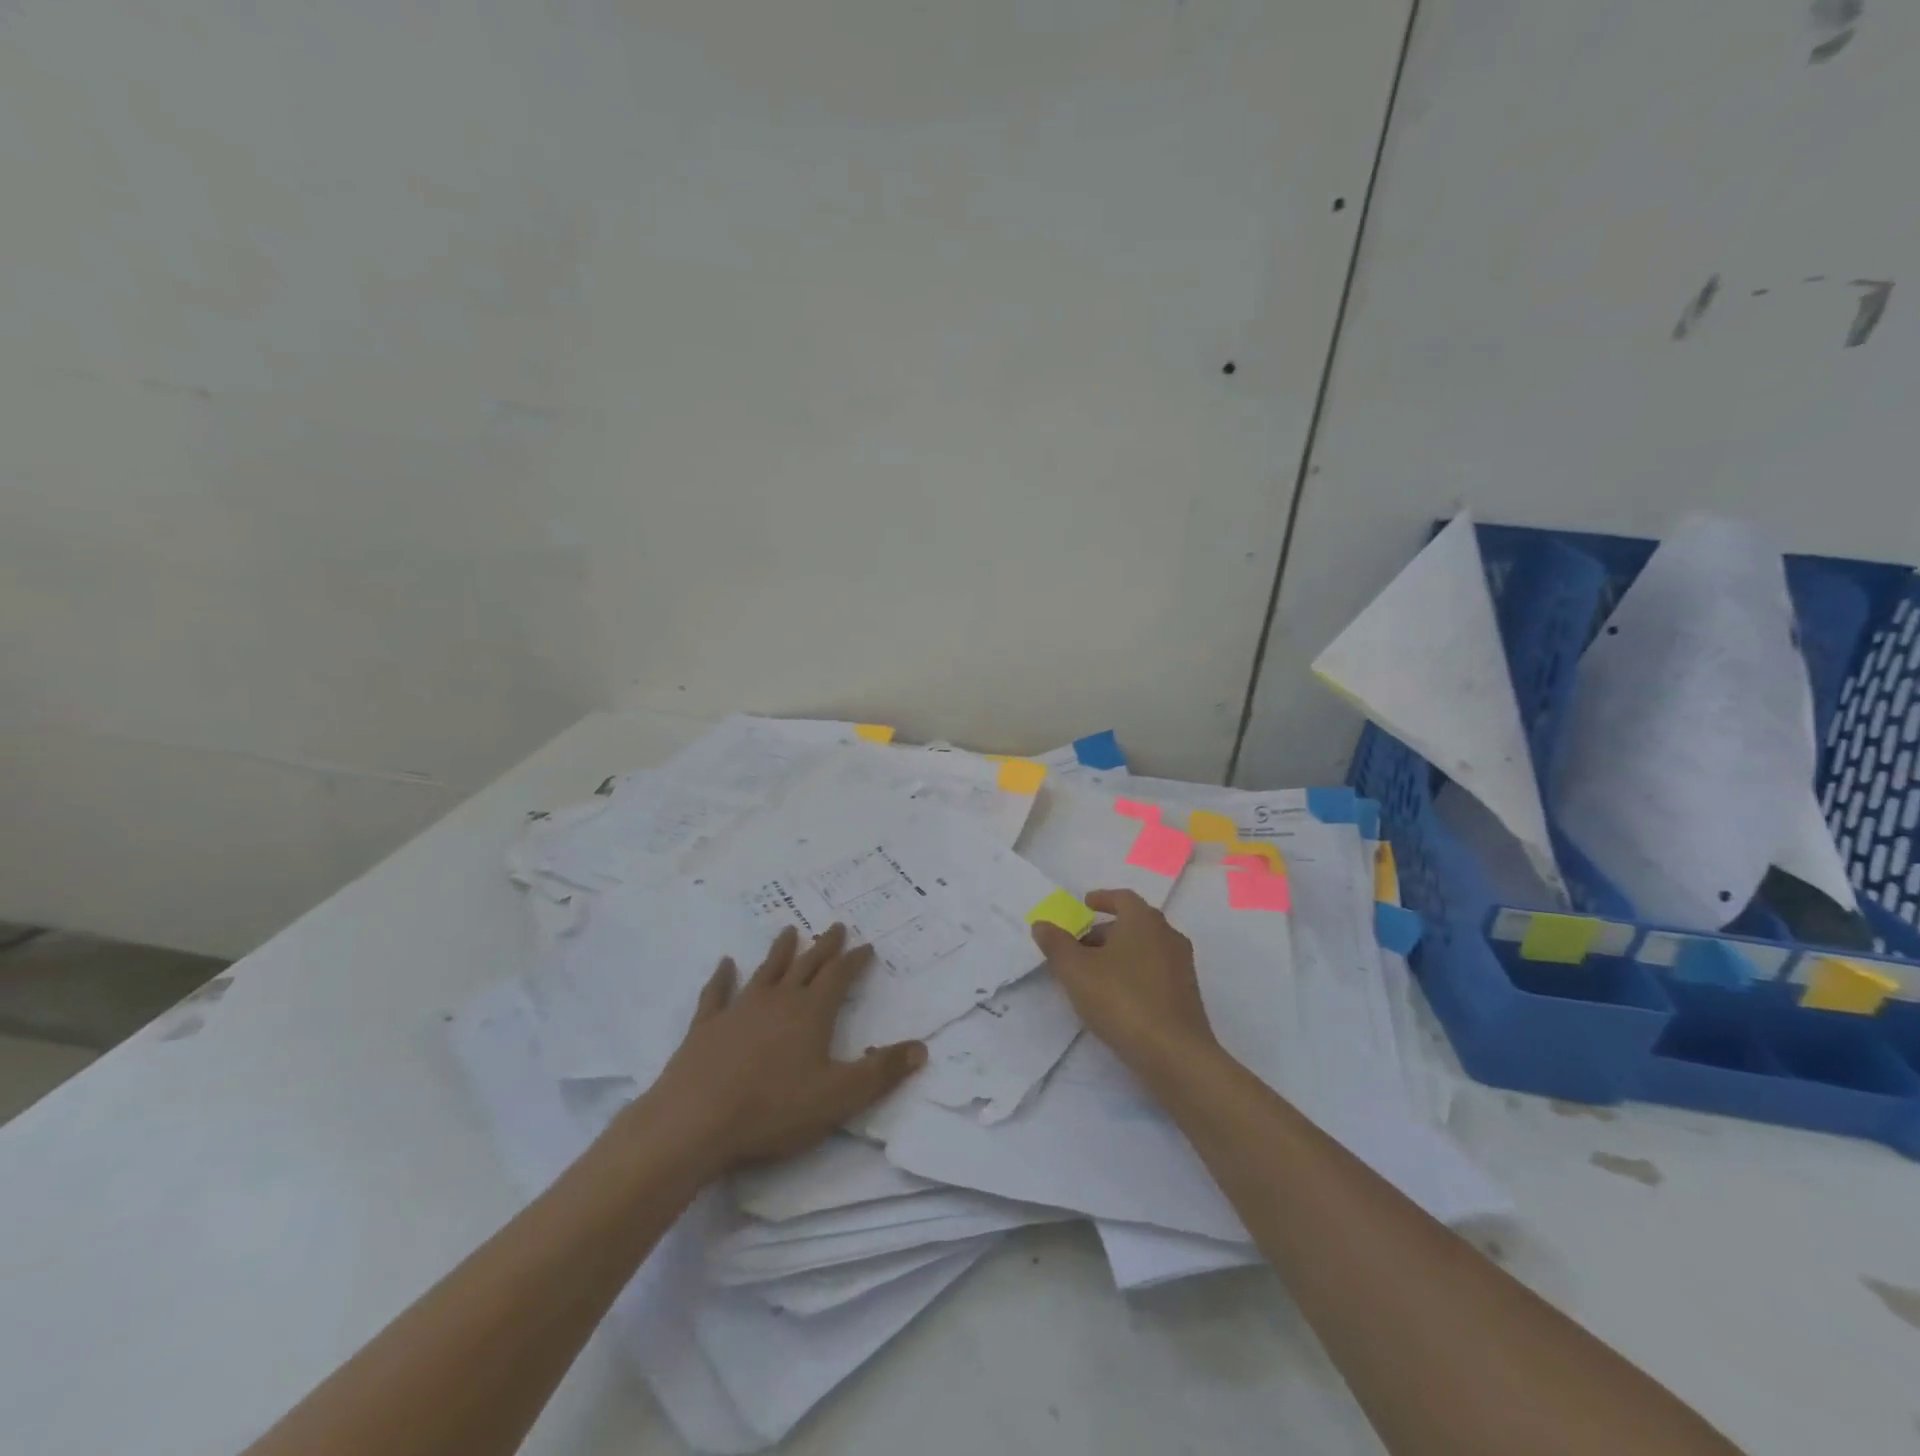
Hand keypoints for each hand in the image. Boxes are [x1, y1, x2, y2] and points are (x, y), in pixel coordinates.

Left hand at [643, 924, 926, 1174]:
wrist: (695, 1122)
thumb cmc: (773, 1110)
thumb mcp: (838, 1097)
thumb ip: (881, 1072)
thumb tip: (922, 1048)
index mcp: (811, 1013)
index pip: (839, 977)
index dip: (855, 961)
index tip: (867, 946)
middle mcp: (778, 1001)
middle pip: (806, 966)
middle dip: (824, 947)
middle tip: (835, 926)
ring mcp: (739, 1010)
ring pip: (766, 971)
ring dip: (780, 951)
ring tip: (789, 930)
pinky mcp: (706, 1026)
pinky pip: (717, 993)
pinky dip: (722, 977)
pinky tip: (725, 964)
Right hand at [1031, 889, 1219, 1078]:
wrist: (1175, 1054)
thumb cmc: (1122, 1000)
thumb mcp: (1076, 971)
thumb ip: (1056, 945)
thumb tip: (1042, 924)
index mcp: (1143, 920)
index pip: (1123, 897)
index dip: (1103, 898)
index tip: (1085, 904)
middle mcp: (1167, 935)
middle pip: (1134, 923)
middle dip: (1106, 931)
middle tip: (1080, 945)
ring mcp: (1181, 965)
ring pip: (1145, 948)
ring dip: (1120, 953)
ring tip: (1094, 973)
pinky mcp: (1187, 994)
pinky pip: (1155, 971)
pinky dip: (1135, 972)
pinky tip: (1118, 996)